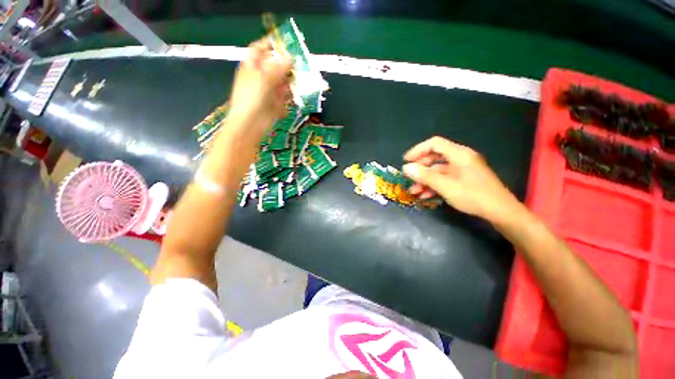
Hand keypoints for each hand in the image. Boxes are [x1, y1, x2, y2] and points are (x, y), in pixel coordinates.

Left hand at [227, 38, 291, 138]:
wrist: (251, 124)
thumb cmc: (253, 97)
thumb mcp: (265, 77)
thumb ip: (279, 67)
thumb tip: (291, 58)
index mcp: (252, 66)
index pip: (260, 49)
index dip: (270, 44)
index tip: (286, 44)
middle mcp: (260, 77)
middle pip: (275, 67)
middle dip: (287, 66)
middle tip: (300, 65)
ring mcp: (268, 92)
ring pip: (282, 84)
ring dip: (290, 84)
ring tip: (301, 83)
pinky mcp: (274, 105)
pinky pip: (284, 99)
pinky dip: (288, 99)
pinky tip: (293, 98)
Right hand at [402, 137, 522, 221]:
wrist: (500, 212)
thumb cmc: (473, 195)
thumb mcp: (445, 186)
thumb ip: (424, 176)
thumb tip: (406, 168)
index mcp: (458, 154)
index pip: (434, 144)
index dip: (418, 150)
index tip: (406, 160)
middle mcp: (461, 158)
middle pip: (435, 157)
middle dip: (420, 168)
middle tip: (409, 177)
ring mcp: (463, 169)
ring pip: (438, 170)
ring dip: (425, 179)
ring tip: (414, 191)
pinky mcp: (464, 179)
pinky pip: (445, 178)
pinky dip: (434, 185)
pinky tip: (426, 196)